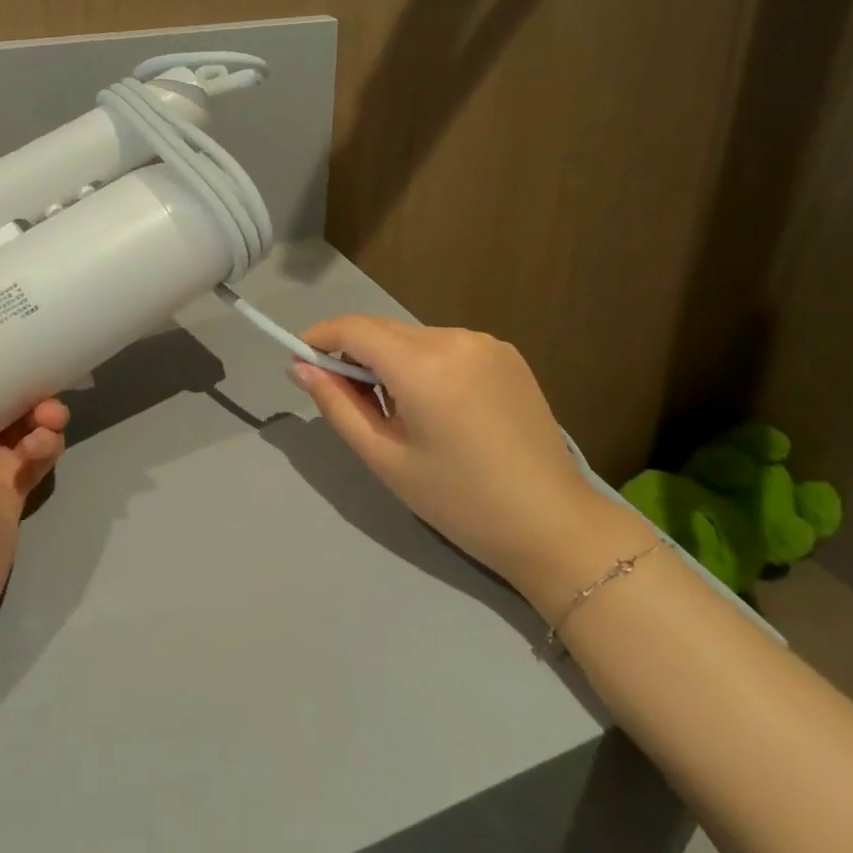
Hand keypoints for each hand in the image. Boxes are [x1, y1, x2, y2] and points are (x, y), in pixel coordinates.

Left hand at [0, 253, 68, 633]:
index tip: (22, 300)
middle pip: (0, 377)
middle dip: (31, 366)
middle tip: (55, 354)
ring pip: (26, 415)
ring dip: (44, 409)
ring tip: (49, 417)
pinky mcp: (10, 489)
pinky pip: (38, 454)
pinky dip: (45, 448)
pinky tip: (41, 452)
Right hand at [291, 316, 643, 608]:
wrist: (552, 524)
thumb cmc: (460, 501)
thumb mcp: (386, 458)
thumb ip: (337, 406)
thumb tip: (299, 368)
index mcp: (424, 366)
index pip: (355, 329)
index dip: (320, 336)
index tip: (300, 359)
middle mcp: (455, 338)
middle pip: (385, 331)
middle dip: (355, 353)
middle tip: (346, 399)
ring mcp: (486, 343)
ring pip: (415, 337)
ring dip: (392, 360)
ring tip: (397, 411)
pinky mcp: (507, 354)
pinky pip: (447, 346)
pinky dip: (426, 363)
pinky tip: (437, 406)